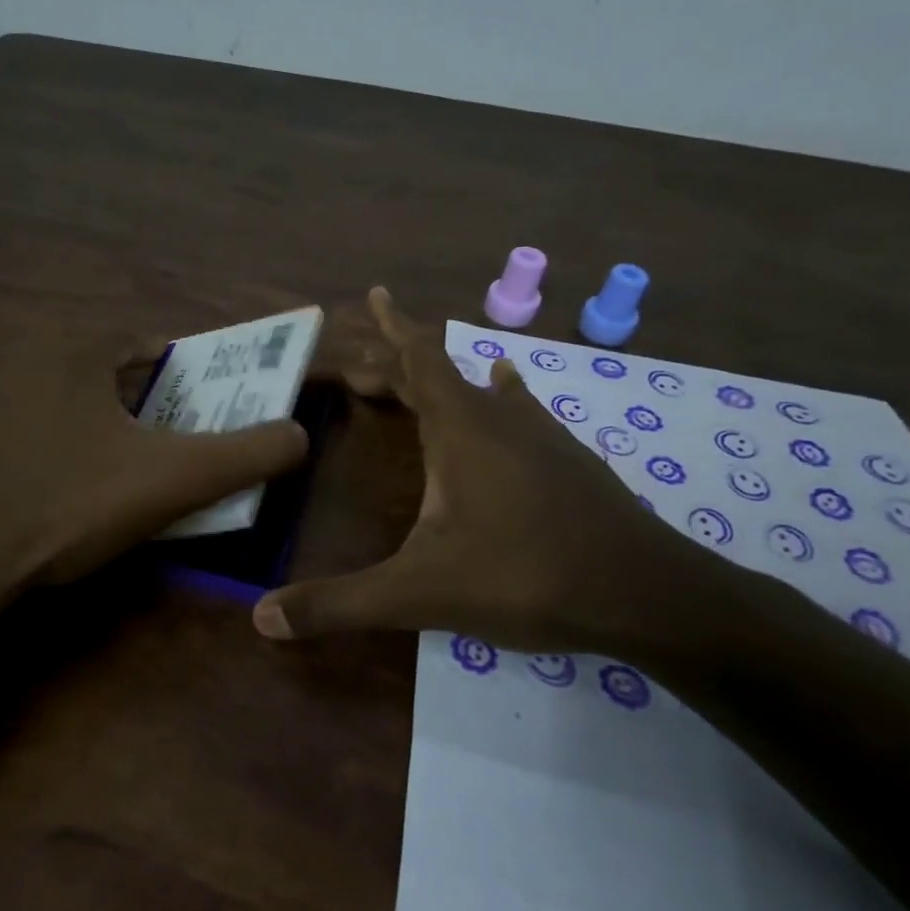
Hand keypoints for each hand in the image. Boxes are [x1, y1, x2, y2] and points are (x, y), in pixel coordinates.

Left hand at [0, 325, 309, 592]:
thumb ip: (247, 453)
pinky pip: (3, 433)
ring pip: (47, 401)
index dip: (175, 382)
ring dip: (76, 427)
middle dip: (126, 407)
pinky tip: (34, 495)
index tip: (185, 424)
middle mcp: (14, 353)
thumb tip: (299, 435)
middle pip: (95, 373)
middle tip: (144, 457)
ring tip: (91, 480)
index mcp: (71, 346)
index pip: (143, 346)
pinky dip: (27, 451)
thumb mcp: (174, 480)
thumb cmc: (68, 505)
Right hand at [254, 288, 704, 653]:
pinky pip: (520, 409)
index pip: (418, 359)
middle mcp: (500, 418)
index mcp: (461, 430)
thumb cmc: (526, 577)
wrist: (647, 594)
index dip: (392, 327)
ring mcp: (542, 436)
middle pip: (440, 372)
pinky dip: (498, 394)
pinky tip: (506, 389)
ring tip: (415, 380)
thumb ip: (340, 604)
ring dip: (441, 381)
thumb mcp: (419, 593)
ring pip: (481, 388)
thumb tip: (262, 618)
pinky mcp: (570, 460)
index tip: (374, 292)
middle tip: (359, 368)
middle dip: (395, 363)